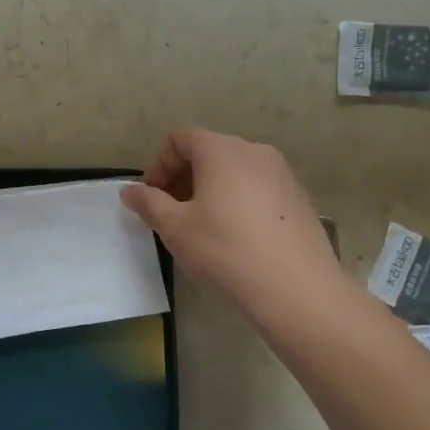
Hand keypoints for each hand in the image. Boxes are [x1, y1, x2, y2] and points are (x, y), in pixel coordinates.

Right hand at [121, 128, 340, 311]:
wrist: (297, 290)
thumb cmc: (225, 250)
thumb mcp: (175, 228)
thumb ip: (148, 203)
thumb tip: (130, 190)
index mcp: (222, 150)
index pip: (180, 139)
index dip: (159, 164)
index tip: (151, 197)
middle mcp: (254, 152)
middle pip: (208, 152)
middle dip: (182, 178)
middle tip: (170, 213)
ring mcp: (282, 174)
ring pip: (234, 171)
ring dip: (209, 190)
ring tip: (201, 227)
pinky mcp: (299, 199)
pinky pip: (257, 189)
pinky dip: (237, 201)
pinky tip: (236, 238)